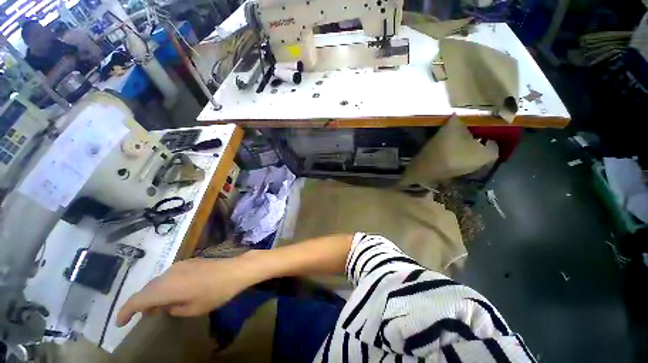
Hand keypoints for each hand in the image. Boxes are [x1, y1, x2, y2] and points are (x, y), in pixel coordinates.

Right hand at [116, 257, 256, 326]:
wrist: (234, 270)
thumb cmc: (215, 292)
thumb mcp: (192, 309)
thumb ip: (172, 309)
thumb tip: (163, 306)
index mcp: (166, 287)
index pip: (138, 300)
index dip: (126, 312)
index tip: (119, 323)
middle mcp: (169, 273)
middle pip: (147, 289)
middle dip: (141, 303)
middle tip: (143, 316)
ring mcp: (179, 265)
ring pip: (158, 281)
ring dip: (154, 294)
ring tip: (158, 307)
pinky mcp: (189, 261)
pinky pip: (170, 275)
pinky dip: (166, 286)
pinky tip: (173, 293)